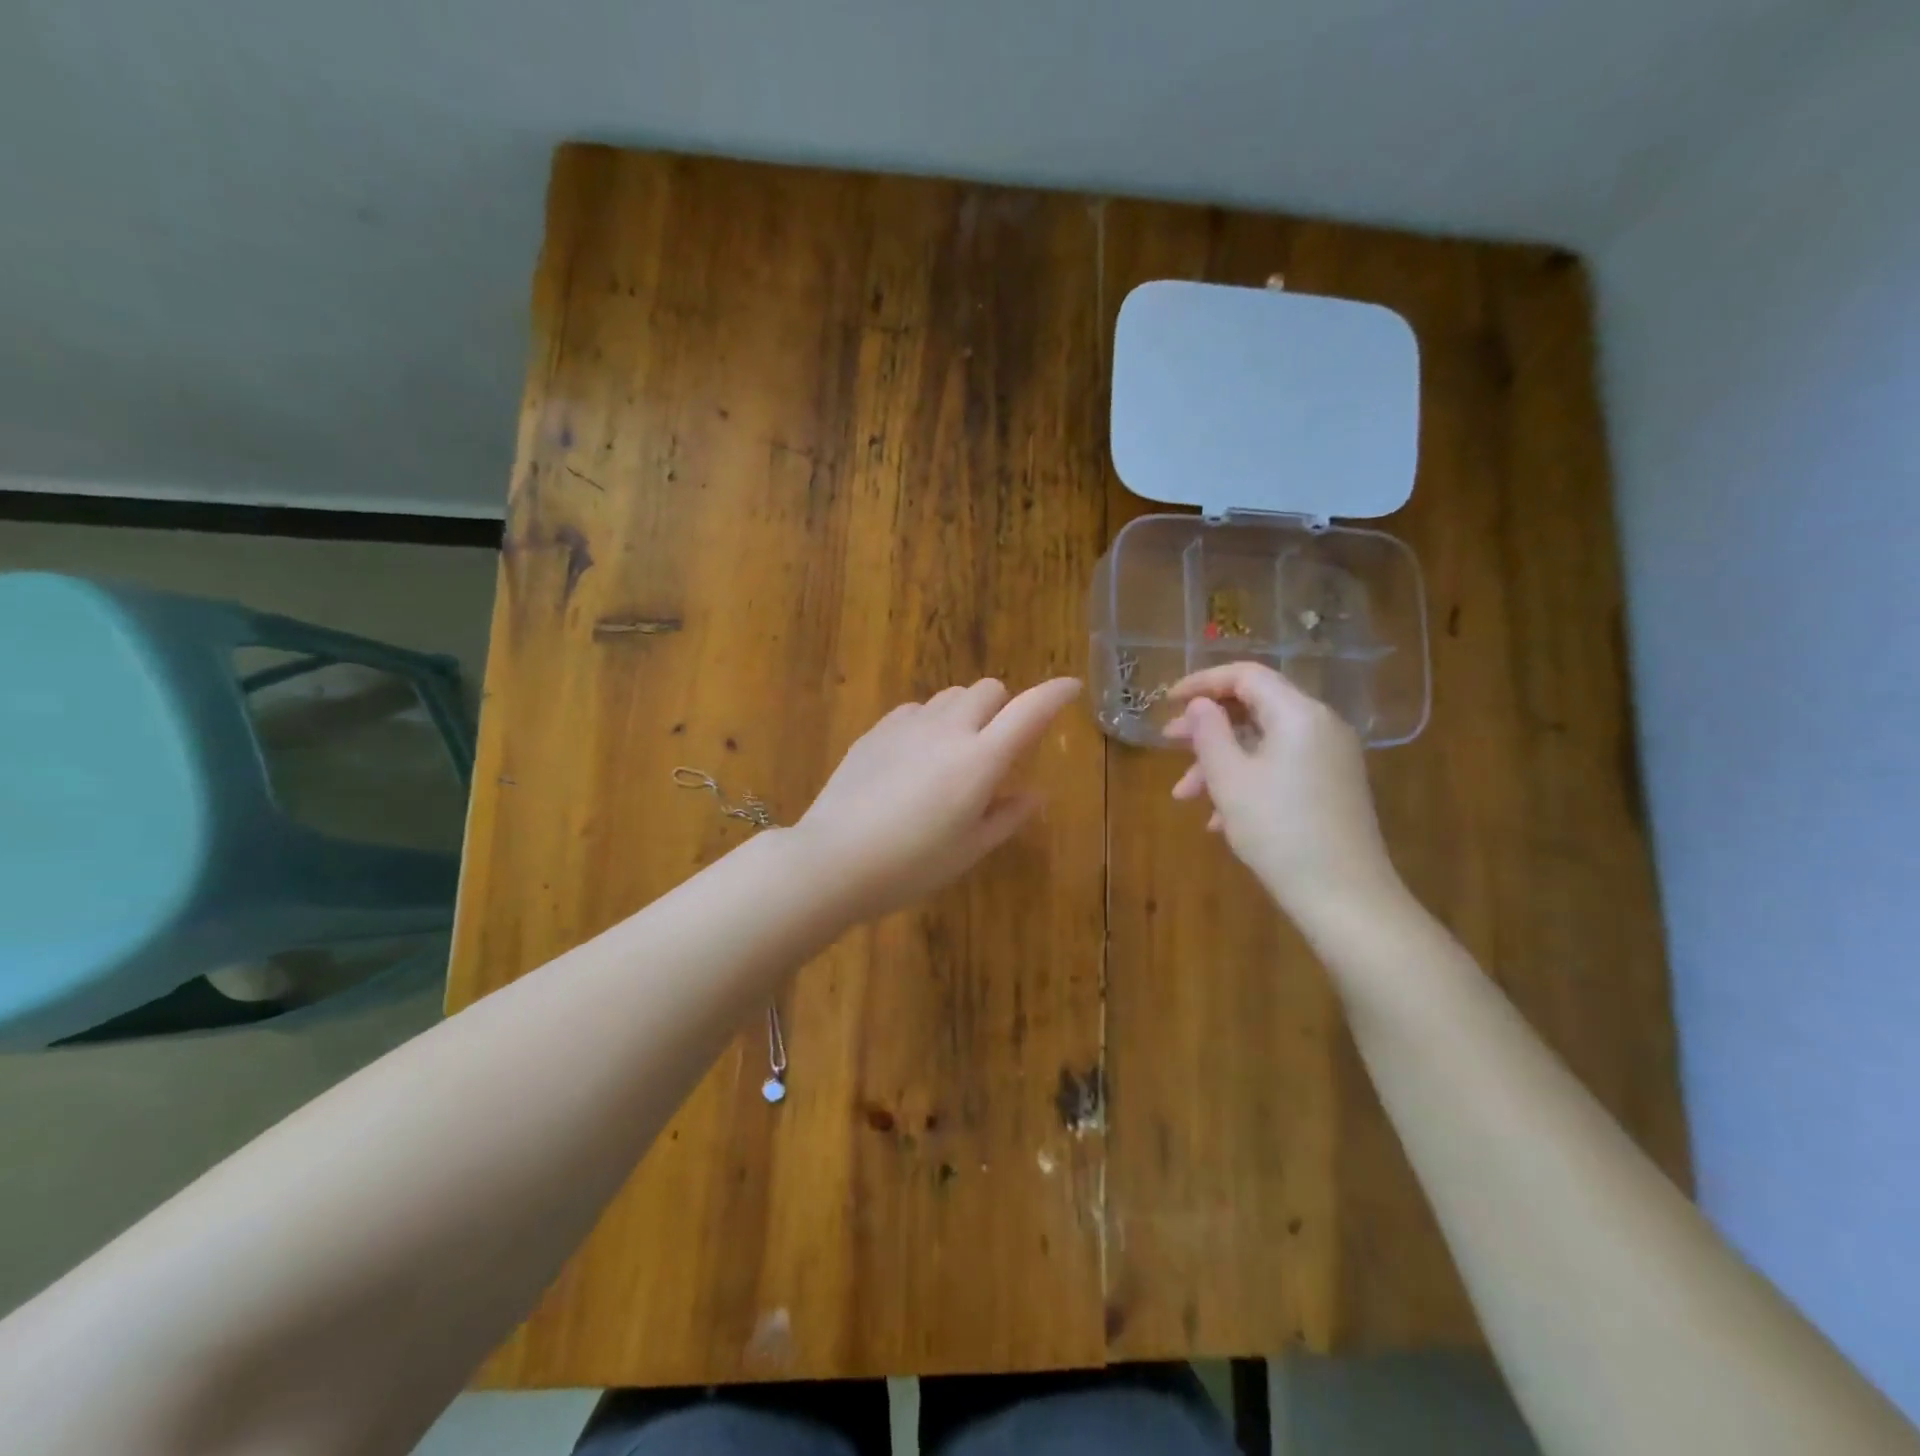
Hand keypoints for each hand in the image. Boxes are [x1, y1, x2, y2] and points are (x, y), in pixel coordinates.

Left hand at [794, 677, 1081, 921]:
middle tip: (996, 746)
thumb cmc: (911, 865)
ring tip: (954, 752)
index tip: (1072, 687)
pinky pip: (915, 709)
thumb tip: (1036, 794)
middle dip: (1003, 708)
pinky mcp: (876, 731)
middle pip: (988, 689)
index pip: (1029, 710)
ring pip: (950, 695)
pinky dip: (929, 722)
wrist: (833, 860)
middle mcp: (948, 730)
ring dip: (965, 712)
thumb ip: (1007, 816)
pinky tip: (915, 757)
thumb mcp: (969, 849)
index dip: (1055, 694)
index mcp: (980, 760)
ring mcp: (907, 725)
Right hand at [1163, 662, 1403, 922]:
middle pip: (1255, 708)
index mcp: (1298, 714)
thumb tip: (1200, 704)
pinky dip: (1247, 780)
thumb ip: (1209, 733)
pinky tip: (1219, 819)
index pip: (1247, 676)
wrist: (1345, 896)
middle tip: (1168, 743)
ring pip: (1264, 743)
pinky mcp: (1332, 786)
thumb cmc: (1279, 831)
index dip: (1203, 682)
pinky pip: (1281, 767)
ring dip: (1221, 762)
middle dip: (1207, 727)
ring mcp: (1330, 757)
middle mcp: (1320, 726)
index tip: (1168, 701)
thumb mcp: (1230, 780)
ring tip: (1185, 796)